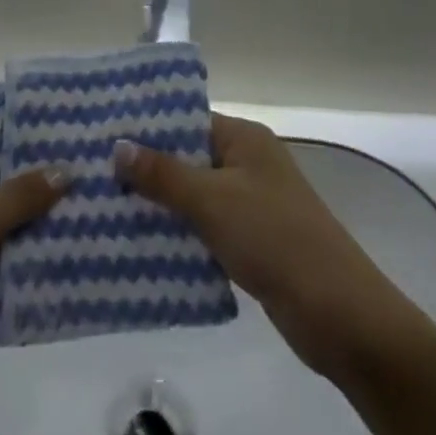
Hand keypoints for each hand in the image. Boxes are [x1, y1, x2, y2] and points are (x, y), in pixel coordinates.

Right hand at [115, 115, 401, 379]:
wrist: (339, 314)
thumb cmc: (274, 238)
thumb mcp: (213, 201)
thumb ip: (164, 174)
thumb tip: (118, 145)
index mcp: (244, 138)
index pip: (188, 120)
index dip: (149, 128)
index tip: (104, 137)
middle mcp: (249, 163)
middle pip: (189, 158)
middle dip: (148, 169)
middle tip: (96, 176)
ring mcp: (253, 204)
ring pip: (196, 196)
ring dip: (162, 205)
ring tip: (109, 210)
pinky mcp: (254, 243)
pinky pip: (207, 228)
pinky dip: (181, 235)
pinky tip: (144, 247)